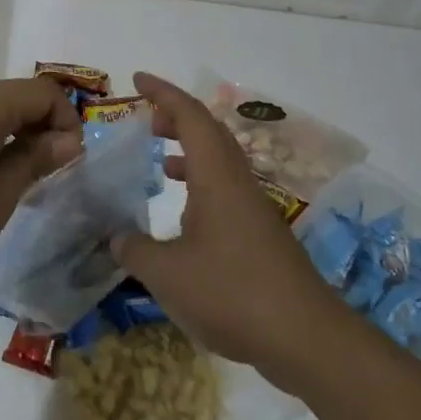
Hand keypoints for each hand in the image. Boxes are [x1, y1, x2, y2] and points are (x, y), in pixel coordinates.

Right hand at [111, 73, 343, 383]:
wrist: (306, 340)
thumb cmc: (232, 294)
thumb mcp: (166, 274)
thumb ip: (133, 250)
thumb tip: (114, 239)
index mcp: (216, 177)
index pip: (190, 117)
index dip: (163, 93)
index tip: (137, 79)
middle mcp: (237, 184)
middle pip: (209, 133)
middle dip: (175, 117)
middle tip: (144, 119)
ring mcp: (253, 210)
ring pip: (219, 163)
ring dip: (188, 152)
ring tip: (157, 160)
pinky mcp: (260, 237)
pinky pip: (224, 191)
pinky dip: (198, 185)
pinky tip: (181, 217)